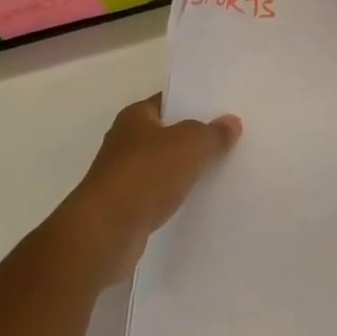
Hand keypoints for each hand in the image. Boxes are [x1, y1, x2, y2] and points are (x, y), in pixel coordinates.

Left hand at [57, 94, 241, 283]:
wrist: (105, 234)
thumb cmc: (145, 174)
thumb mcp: (190, 144)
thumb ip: (213, 132)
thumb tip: (231, 122)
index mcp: (134, 117)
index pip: (168, 101)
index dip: (193, 103)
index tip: (222, 108)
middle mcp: (125, 143)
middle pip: (167, 135)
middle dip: (194, 138)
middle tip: (230, 138)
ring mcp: (123, 178)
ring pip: (163, 167)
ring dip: (185, 170)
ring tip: (222, 170)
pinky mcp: (126, 211)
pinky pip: (159, 196)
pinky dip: (175, 197)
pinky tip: (200, 201)